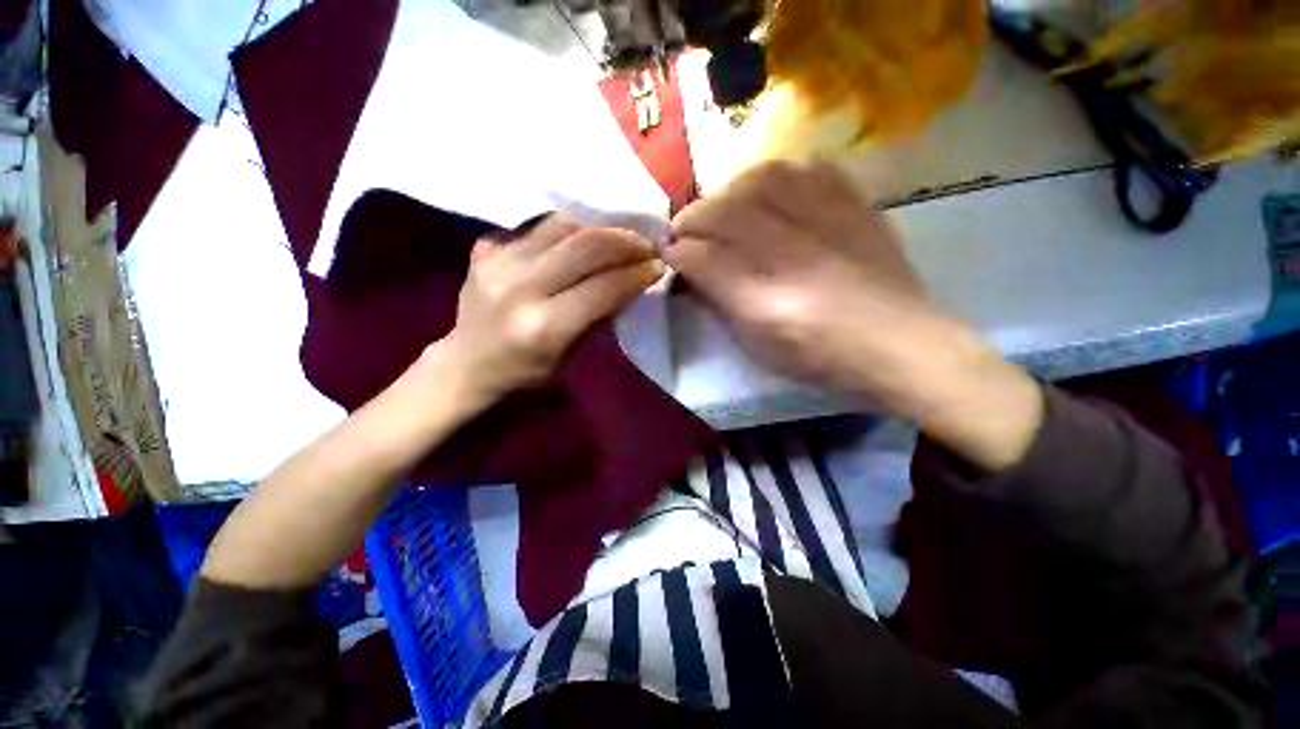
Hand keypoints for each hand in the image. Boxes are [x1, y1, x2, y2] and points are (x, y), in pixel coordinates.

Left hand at [437, 213, 663, 406]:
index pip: (602, 287)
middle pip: (584, 247)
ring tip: (614, 241)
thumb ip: (601, 316)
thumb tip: (632, 281)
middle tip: (645, 244)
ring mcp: (497, 262)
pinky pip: (537, 227)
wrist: (466, 364)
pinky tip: (578, 243)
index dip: (636, 273)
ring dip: (597, 230)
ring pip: (561, 226)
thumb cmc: (525, 373)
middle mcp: (519, 289)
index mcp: (543, 327)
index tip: (657, 265)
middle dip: (624, 242)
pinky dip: (566, 231)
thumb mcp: (571, 356)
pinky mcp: (485, 248)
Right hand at [667, 161, 1041, 469]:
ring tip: (723, 206)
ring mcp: (832, 224)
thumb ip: (720, 302)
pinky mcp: (858, 206)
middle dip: (695, 216)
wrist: (899, 343)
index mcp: (769, 303)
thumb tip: (688, 265)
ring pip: (765, 179)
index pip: (706, 258)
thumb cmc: (819, 356)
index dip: (679, 250)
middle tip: (685, 229)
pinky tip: (771, 192)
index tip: (668, 252)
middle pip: (729, 211)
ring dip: (731, 190)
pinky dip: (780, 175)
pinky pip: (811, 170)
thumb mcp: (758, 344)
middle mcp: (797, 256)